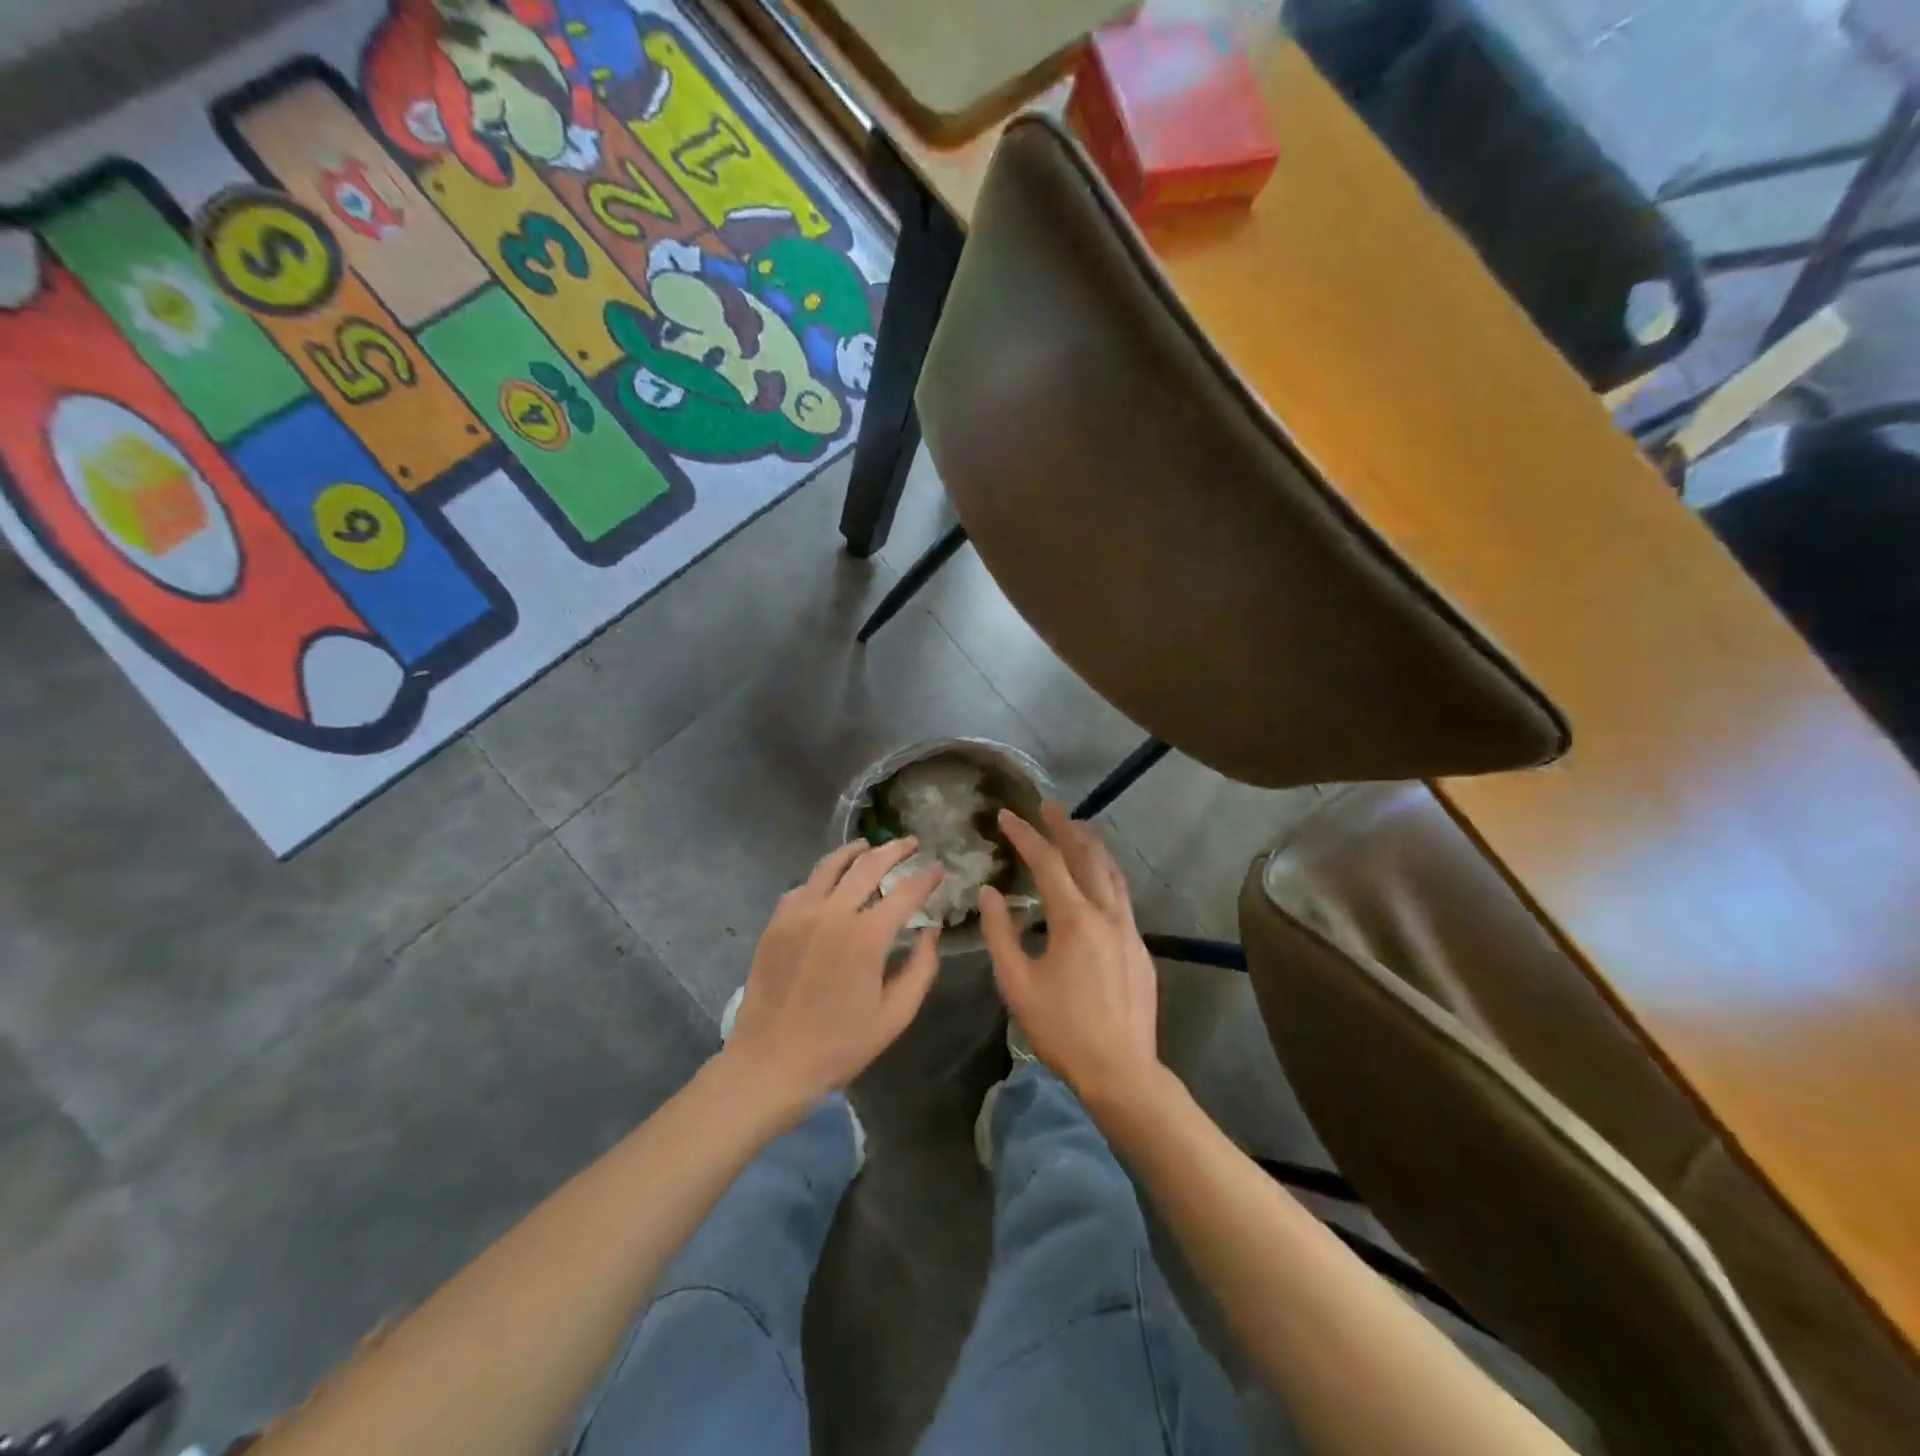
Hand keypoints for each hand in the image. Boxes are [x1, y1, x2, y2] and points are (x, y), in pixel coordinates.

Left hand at [722, 839, 943, 1107]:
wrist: (771, 1063)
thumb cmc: (840, 1045)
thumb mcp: (895, 1015)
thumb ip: (921, 968)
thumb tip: (931, 931)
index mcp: (866, 936)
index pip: (906, 892)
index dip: (926, 878)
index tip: (939, 869)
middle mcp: (833, 912)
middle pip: (868, 865)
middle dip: (895, 850)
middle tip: (911, 843)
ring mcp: (799, 913)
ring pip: (830, 866)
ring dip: (855, 851)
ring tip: (870, 845)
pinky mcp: (776, 922)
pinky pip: (803, 886)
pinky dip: (822, 877)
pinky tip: (830, 881)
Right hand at [979, 803, 1160, 1108]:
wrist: (1121, 1070)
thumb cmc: (1062, 1029)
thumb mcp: (1017, 983)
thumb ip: (1001, 933)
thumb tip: (990, 893)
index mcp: (1074, 919)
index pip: (1048, 863)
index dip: (1026, 835)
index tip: (1007, 815)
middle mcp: (1107, 914)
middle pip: (1087, 857)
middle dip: (1066, 827)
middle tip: (1050, 805)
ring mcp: (1129, 929)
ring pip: (1112, 874)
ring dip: (1093, 847)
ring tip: (1077, 828)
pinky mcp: (1140, 947)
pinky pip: (1121, 896)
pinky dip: (1106, 874)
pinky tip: (1097, 881)